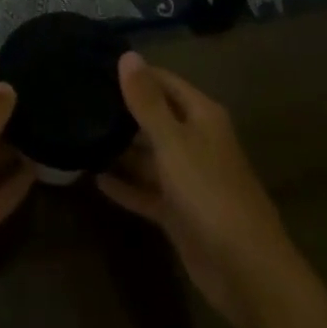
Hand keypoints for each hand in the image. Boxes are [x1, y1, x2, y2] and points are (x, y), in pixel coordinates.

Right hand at [97, 53, 293, 320]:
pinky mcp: (179, 212)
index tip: (95, 66)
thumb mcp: (173, 142)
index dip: (134, 73)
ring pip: (148, 156)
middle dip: (122, 111)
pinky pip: (146, 191)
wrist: (247, 272)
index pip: (164, 82)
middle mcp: (196, 141)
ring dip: (120, 149)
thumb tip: (128, 55)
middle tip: (79, 100)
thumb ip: (147, 101)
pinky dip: (125, 185)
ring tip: (79, 135)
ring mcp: (188, 179)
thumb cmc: (210, 193)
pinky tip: (93, 178)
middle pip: (155, 117)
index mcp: (202, 117)